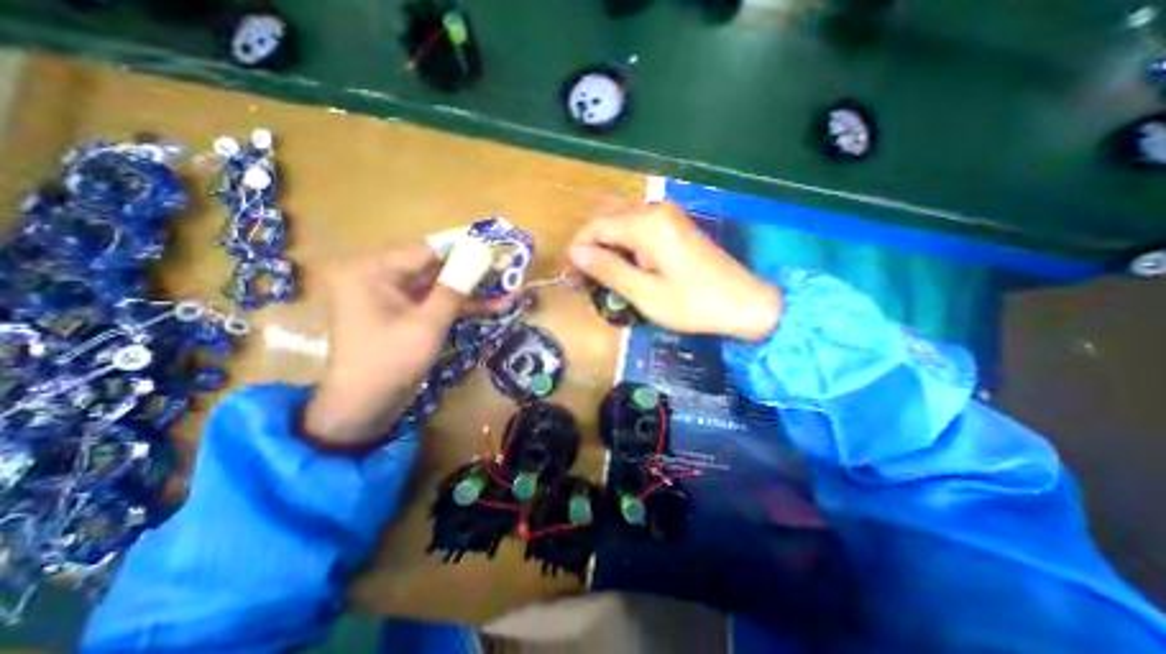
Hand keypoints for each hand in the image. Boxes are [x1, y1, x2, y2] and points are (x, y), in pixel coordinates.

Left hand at [299, 242, 500, 451]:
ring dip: (473, 289)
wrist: (364, 408)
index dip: (464, 248)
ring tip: (508, 285)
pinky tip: (494, 305)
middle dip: (472, 269)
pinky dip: (462, 305)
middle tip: (506, 265)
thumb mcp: (426, 325)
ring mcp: (393, 295)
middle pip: (434, 266)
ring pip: (440, 284)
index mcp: (370, 271)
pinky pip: (436, 301)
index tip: (495, 245)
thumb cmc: (389, 364)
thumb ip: (454, 289)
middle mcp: (379, 275)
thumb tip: (480, 257)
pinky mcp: (405, 312)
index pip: (426, 250)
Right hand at [568, 203, 776, 339]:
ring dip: (606, 247)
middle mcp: (655, 210)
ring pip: (621, 223)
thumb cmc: (693, 304)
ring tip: (602, 277)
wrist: (744, 303)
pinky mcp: (674, 226)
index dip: (578, 249)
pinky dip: (623, 246)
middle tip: (585, 279)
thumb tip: (575, 253)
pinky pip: (637, 228)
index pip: (596, 226)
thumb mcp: (645, 294)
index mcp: (647, 224)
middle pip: (607, 220)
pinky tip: (625, 268)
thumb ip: (608, 270)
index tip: (571, 277)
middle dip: (591, 247)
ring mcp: (667, 216)